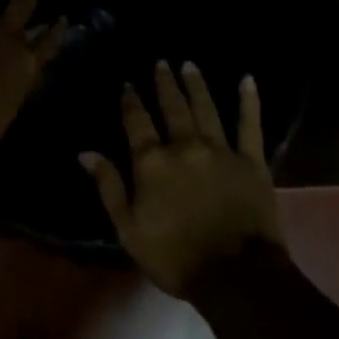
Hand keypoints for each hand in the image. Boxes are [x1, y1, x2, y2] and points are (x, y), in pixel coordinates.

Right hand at [82, 61, 284, 298]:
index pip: (137, 122)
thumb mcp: (128, 228)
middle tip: (162, 62)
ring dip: (196, 84)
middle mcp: (184, 146)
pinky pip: (250, 125)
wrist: (235, 276)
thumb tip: (86, 152)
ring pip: (206, 108)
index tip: (127, 84)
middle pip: (172, 107)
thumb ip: (109, 186)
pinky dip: (249, 101)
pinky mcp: (251, 161)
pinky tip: (247, 80)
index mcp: (152, 162)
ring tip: (189, 64)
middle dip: (165, 83)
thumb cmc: (174, 257)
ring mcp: (221, 150)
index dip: (130, 101)